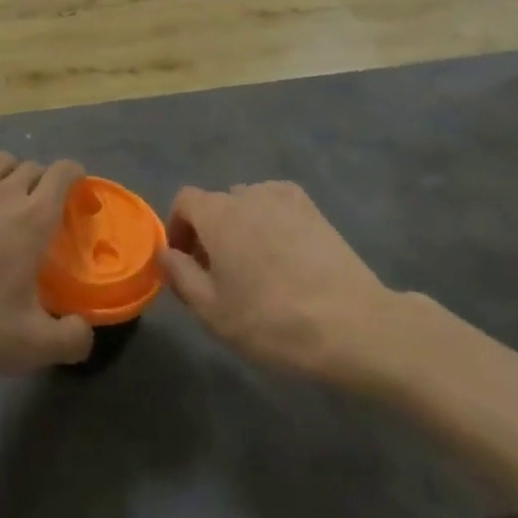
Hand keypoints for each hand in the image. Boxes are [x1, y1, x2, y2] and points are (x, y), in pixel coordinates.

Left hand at [0, 144, 92, 375]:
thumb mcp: (28, 345)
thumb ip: (69, 339)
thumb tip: (85, 331)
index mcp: (34, 218)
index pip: (64, 172)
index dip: (74, 176)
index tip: (75, 194)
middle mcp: (4, 190)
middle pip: (32, 166)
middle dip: (40, 183)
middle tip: (35, 213)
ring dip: (8, 172)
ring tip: (2, 198)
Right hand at [160, 181, 396, 382]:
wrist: (351, 324)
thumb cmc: (272, 321)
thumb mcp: (213, 312)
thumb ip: (180, 276)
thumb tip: (165, 253)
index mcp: (218, 213)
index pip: (184, 201)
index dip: (178, 228)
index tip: (186, 264)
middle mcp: (247, 193)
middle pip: (217, 204)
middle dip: (211, 233)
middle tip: (221, 276)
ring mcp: (283, 197)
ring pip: (249, 206)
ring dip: (242, 228)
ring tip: (257, 270)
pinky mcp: (313, 209)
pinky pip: (277, 208)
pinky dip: (272, 224)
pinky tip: (286, 260)